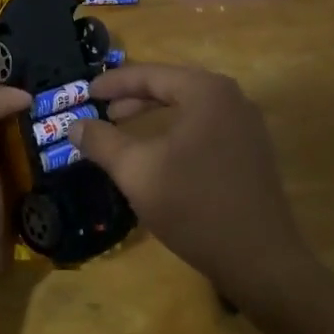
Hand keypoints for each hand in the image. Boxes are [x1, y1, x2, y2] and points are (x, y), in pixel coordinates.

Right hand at [67, 63, 311, 302]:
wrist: (259, 259)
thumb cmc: (194, 206)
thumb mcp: (137, 171)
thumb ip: (103, 143)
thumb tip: (74, 125)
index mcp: (207, 92)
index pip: (152, 74)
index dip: (114, 83)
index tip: (86, 92)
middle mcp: (232, 98)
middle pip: (173, 86)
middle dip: (134, 97)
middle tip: (103, 111)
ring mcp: (248, 125)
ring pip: (191, 108)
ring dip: (156, 114)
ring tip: (125, 129)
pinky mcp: (253, 151)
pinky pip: (207, 127)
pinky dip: (178, 130)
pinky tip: (161, 153)